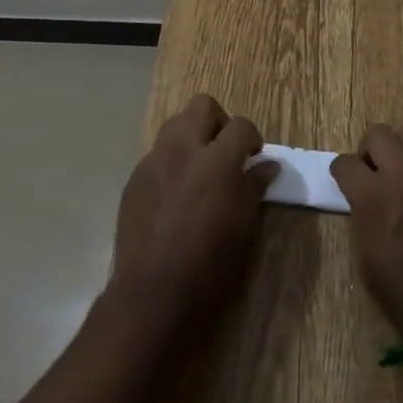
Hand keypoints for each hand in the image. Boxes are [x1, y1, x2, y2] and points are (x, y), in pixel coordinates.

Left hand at [108, 94, 275, 338]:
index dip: (252, 137)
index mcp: (217, 160)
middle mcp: (184, 149)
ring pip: (176, 123)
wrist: (151, 296)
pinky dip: (171, 162)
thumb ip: (254, 186)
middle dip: (219, 122)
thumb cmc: (208, 266)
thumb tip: (268, 165)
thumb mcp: (243, 227)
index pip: (241, 124)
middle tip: (225, 152)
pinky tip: (174, 194)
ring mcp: (155, 161)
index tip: (253, 157)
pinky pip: (157, 154)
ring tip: (199, 168)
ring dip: (192, 135)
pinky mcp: (135, 179)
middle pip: (203, 106)